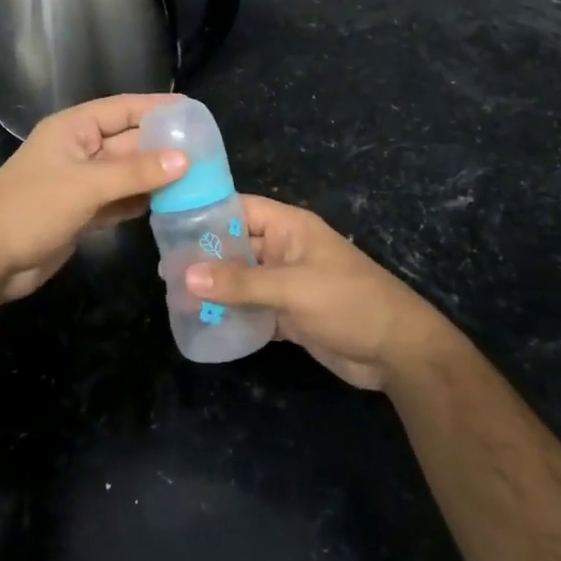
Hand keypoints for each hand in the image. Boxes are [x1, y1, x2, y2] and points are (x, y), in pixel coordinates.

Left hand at [0, 94, 186, 301]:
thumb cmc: (31, 209)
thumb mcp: (86, 185)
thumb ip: (135, 172)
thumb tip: (185, 159)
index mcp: (73, 129)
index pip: (123, 109)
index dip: (157, 108)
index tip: (195, 113)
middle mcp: (79, 150)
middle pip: (129, 142)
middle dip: (163, 147)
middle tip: (207, 154)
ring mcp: (81, 183)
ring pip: (127, 173)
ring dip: (156, 176)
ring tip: (199, 179)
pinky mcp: (82, 212)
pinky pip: (119, 200)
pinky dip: (141, 201)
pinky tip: (170, 205)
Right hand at [185, 196, 453, 389]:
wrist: (396, 351)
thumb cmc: (348, 302)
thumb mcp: (293, 288)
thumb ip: (240, 282)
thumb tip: (184, 274)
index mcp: (290, 228)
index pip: (240, 208)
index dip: (207, 212)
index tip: (168, 224)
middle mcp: (285, 250)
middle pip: (236, 245)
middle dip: (204, 256)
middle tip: (163, 270)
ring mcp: (287, 283)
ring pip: (242, 279)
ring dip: (215, 288)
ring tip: (174, 297)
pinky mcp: (289, 314)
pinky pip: (252, 308)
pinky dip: (232, 314)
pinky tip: (203, 322)